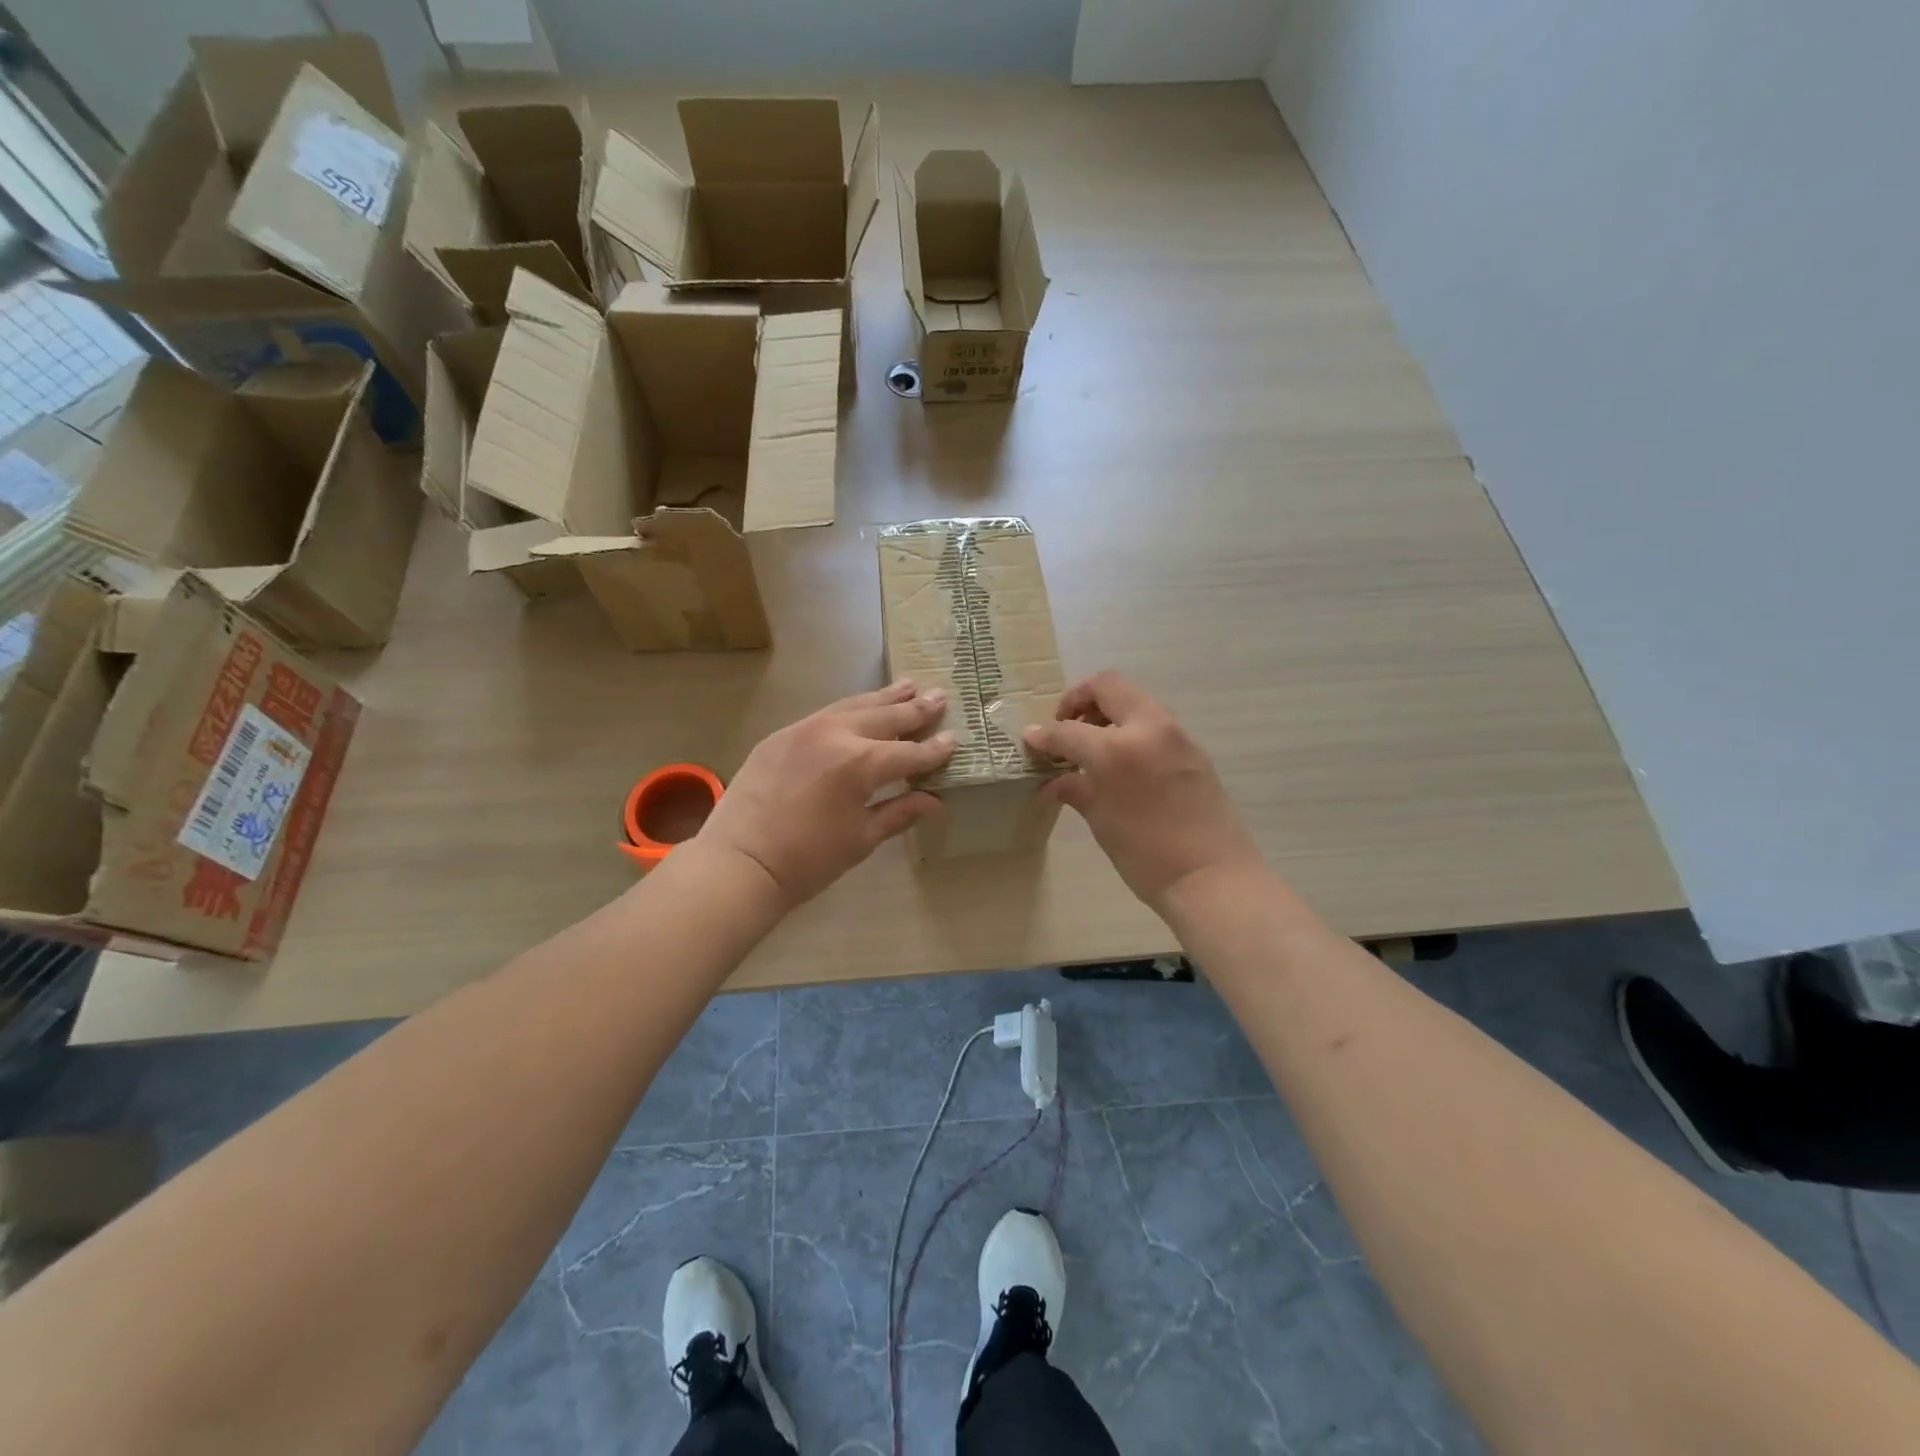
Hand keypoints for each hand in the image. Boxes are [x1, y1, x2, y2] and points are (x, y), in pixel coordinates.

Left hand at [696, 679, 953, 908]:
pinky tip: (860, 708)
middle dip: (915, 710)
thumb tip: (934, 801)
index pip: (909, 753)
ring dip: (884, 698)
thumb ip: (900, 812)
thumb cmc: (808, 861)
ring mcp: (806, 729)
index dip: (934, 749)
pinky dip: (850, 709)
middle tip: (939, 697)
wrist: (740, 862)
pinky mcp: (782, 734)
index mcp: (862, 764)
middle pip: (885, 718)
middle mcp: (838, 735)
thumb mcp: (861, 838)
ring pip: (854, 706)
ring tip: (908, 685)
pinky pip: (825, 714)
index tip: (954, 739)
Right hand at [1024, 671, 1261, 912]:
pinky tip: (1122, 763)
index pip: (1069, 729)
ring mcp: (1176, 735)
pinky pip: (1153, 722)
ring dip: (1108, 711)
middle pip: (1108, 686)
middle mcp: (1148, 729)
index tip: (1030, 740)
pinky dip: (1130, 728)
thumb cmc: (1147, 856)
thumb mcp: (1102, 821)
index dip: (1044, 734)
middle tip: (1066, 728)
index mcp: (1117, 749)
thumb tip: (1052, 780)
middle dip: (1079, 700)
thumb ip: (1075, 789)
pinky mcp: (1193, 749)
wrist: (1212, 878)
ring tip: (1092, 746)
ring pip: (1134, 699)